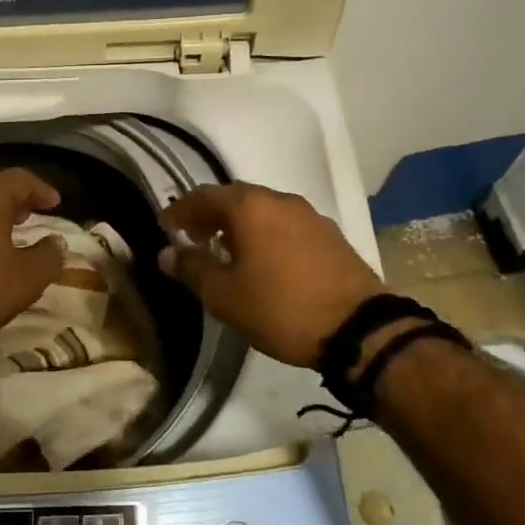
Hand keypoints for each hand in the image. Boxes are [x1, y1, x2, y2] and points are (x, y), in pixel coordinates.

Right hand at [158, 183, 386, 367]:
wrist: (359, 329)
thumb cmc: (280, 307)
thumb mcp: (224, 295)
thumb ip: (192, 268)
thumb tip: (168, 253)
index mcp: (250, 206)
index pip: (203, 196)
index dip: (179, 210)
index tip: (165, 227)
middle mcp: (280, 200)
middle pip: (234, 198)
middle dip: (209, 216)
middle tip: (192, 238)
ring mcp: (310, 216)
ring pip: (263, 211)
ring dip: (238, 226)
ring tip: (226, 252)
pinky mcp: (331, 236)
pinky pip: (285, 226)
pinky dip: (265, 235)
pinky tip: (263, 262)